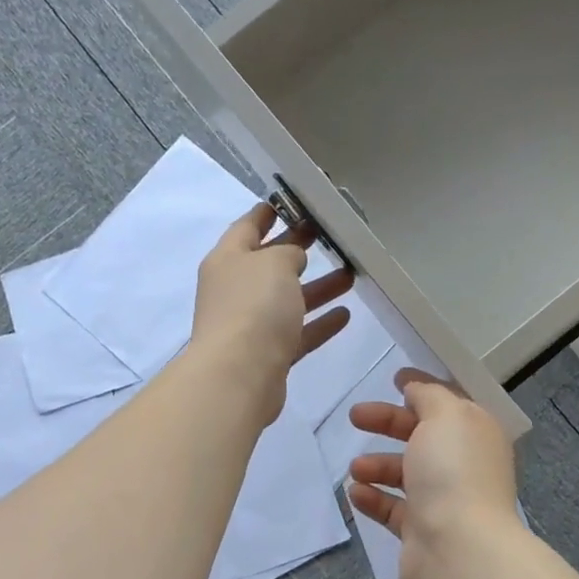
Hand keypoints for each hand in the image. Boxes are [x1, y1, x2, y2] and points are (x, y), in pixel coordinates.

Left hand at [191, 202, 353, 424]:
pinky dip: (319, 323)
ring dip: (317, 287)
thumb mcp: (274, 263)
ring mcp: (250, 324)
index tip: (292, 202)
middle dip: (296, 248)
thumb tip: (292, 258)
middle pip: (269, 263)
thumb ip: (288, 252)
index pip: (247, 227)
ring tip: (350, 274)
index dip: (268, 212)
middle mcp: (235, 289)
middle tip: (328, 235)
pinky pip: (298, 332)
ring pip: (288, 299)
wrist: (239, 376)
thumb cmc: (253, 308)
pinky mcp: (268, 354)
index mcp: (228, 259)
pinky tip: (345, 314)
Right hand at [346, 370, 520, 578]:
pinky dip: (373, 498)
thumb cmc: (453, 472)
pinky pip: (393, 509)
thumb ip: (429, 395)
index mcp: (476, 434)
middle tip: (355, 416)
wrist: (458, 548)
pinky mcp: (422, 531)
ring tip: (355, 467)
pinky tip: (355, 493)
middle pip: (421, 436)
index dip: (423, 389)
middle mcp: (464, 465)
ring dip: (377, 464)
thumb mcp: (445, 415)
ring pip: (406, 474)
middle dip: (388, 423)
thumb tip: (416, 389)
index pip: (449, 404)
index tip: (394, 379)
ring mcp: (444, 501)